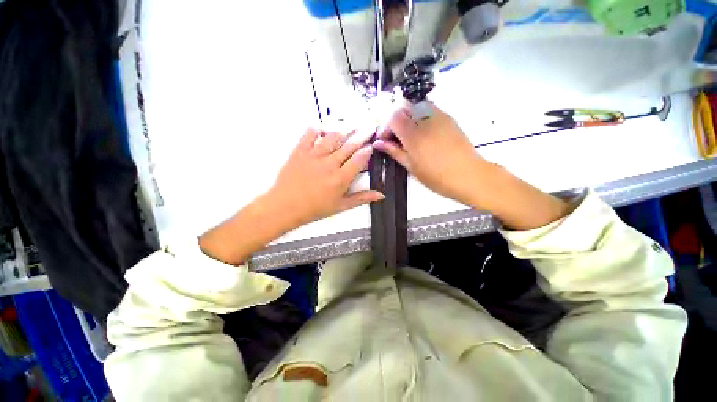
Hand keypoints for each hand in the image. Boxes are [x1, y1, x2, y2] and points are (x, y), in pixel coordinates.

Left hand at [267, 127, 383, 227]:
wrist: (285, 206)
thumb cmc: (314, 208)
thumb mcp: (341, 206)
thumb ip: (361, 198)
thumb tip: (380, 195)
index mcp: (341, 178)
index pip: (359, 159)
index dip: (367, 151)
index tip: (371, 146)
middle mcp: (330, 164)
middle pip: (350, 145)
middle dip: (362, 135)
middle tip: (369, 127)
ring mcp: (314, 155)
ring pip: (333, 137)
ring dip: (344, 130)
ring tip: (352, 125)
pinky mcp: (300, 151)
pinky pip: (310, 134)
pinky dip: (317, 129)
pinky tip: (323, 130)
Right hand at [374, 102, 570, 229]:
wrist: (469, 175)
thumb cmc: (437, 177)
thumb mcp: (411, 166)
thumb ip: (394, 151)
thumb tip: (378, 143)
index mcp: (414, 134)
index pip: (392, 117)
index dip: (385, 127)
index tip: (385, 140)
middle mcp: (425, 119)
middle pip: (402, 107)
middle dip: (394, 120)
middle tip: (395, 138)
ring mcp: (439, 115)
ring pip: (415, 106)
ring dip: (407, 118)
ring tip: (409, 136)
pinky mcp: (448, 117)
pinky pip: (428, 109)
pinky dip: (420, 117)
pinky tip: (423, 134)